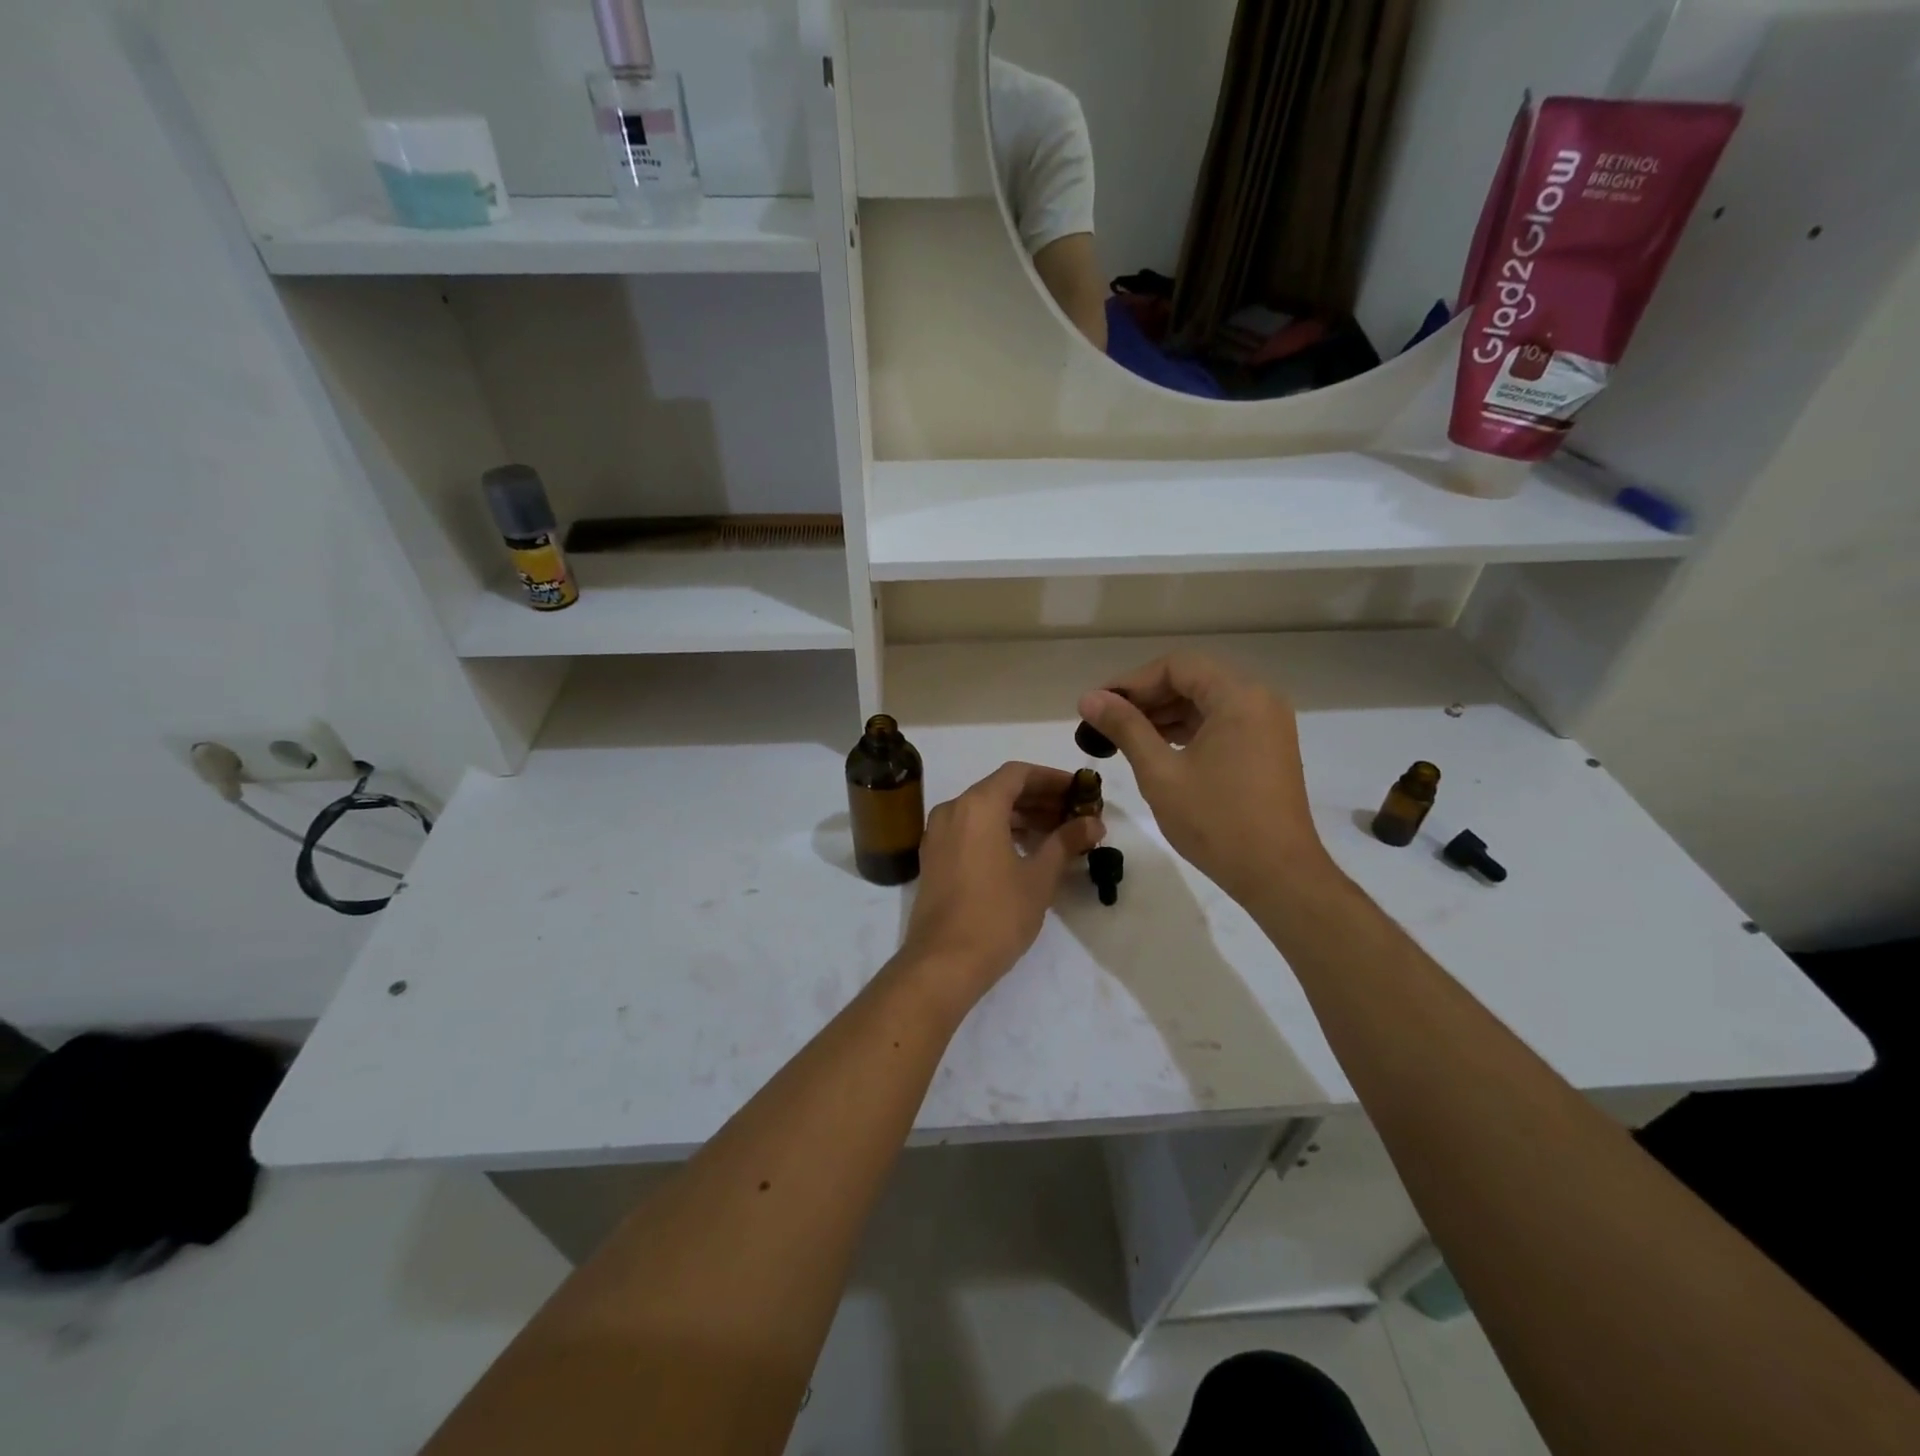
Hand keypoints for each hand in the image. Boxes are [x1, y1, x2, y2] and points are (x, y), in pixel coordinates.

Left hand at [900, 763, 1104, 1002]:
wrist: (943, 962)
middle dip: (1039, 799)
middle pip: (1000, 790)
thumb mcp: (1039, 877)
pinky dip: (997, 831)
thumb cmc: (997, 914)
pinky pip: (969, 830)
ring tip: (1056, 834)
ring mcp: (938, 834)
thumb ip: (1066, 842)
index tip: (1079, 791)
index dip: (1051, 778)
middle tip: (1073, 814)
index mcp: (978, 805)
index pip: (1018, 774)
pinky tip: (1024, 851)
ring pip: (984, 811)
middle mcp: (953, 810)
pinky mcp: (933, 857)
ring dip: (1019, 816)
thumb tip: (1094, 823)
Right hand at [1078, 654, 1332, 907]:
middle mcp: (1259, 699)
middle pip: (1193, 679)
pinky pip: (1221, 723)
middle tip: (1106, 722)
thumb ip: (1125, 727)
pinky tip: (1157, 748)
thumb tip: (1089, 698)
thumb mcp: (1160, 772)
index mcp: (1238, 696)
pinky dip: (1188, 729)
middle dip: (1146, 697)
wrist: (1278, 875)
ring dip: (1165, 714)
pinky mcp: (1267, 748)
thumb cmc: (1216, 821)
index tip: (1098, 705)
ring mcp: (1267, 724)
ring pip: (1206, 701)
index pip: (1176, 666)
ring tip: (1124, 737)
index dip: (1131, 682)